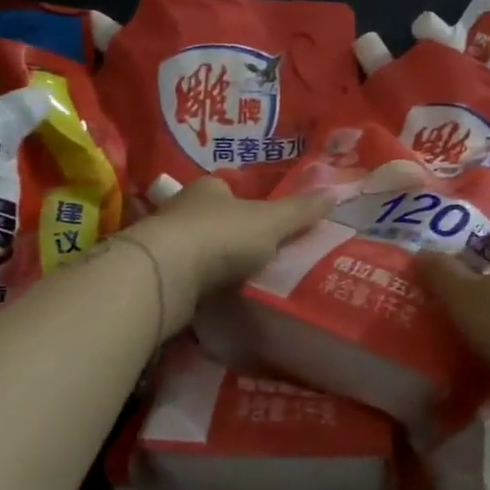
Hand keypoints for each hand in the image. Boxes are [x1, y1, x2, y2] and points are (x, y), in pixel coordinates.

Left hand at [123, 177, 333, 331]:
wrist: (165, 275)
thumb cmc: (221, 236)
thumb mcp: (271, 222)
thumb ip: (300, 211)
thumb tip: (335, 192)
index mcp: (208, 189)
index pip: (227, 188)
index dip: (245, 201)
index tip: (263, 221)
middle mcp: (180, 209)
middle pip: (209, 218)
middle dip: (228, 234)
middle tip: (256, 255)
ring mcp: (162, 243)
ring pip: (193, 249)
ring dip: (210, 263)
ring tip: (239, 283)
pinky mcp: (154, 276)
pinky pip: (182, 279)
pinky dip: (197, 288)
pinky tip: (213, 301)